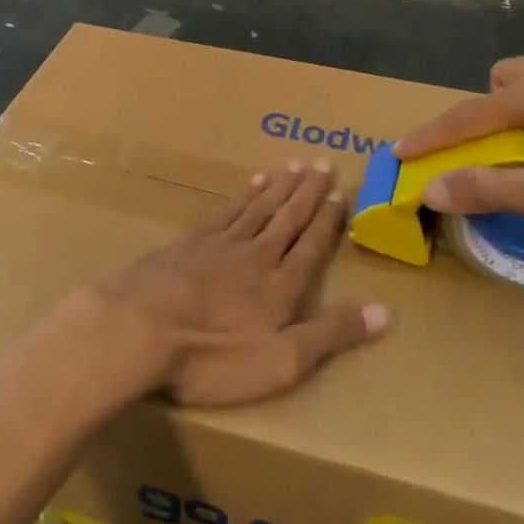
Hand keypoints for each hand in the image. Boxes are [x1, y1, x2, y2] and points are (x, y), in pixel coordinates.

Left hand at [62, 162, 389, 407]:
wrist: (136, 330)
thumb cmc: (212, 357)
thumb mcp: (281, 360)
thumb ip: (332, 334)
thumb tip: (387, 312)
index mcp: (280, 284)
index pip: (311, 244)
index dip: (328, 220)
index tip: (340, 192)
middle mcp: (254, 254)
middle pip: (286, 217)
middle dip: (307, 192)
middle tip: (323, 162)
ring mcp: (217, 245)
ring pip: (256, 207)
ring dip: (277, 187)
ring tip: (292, 166)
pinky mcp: (185, 244)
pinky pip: (223, 211)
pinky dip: (240, 196)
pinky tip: (247, 186)